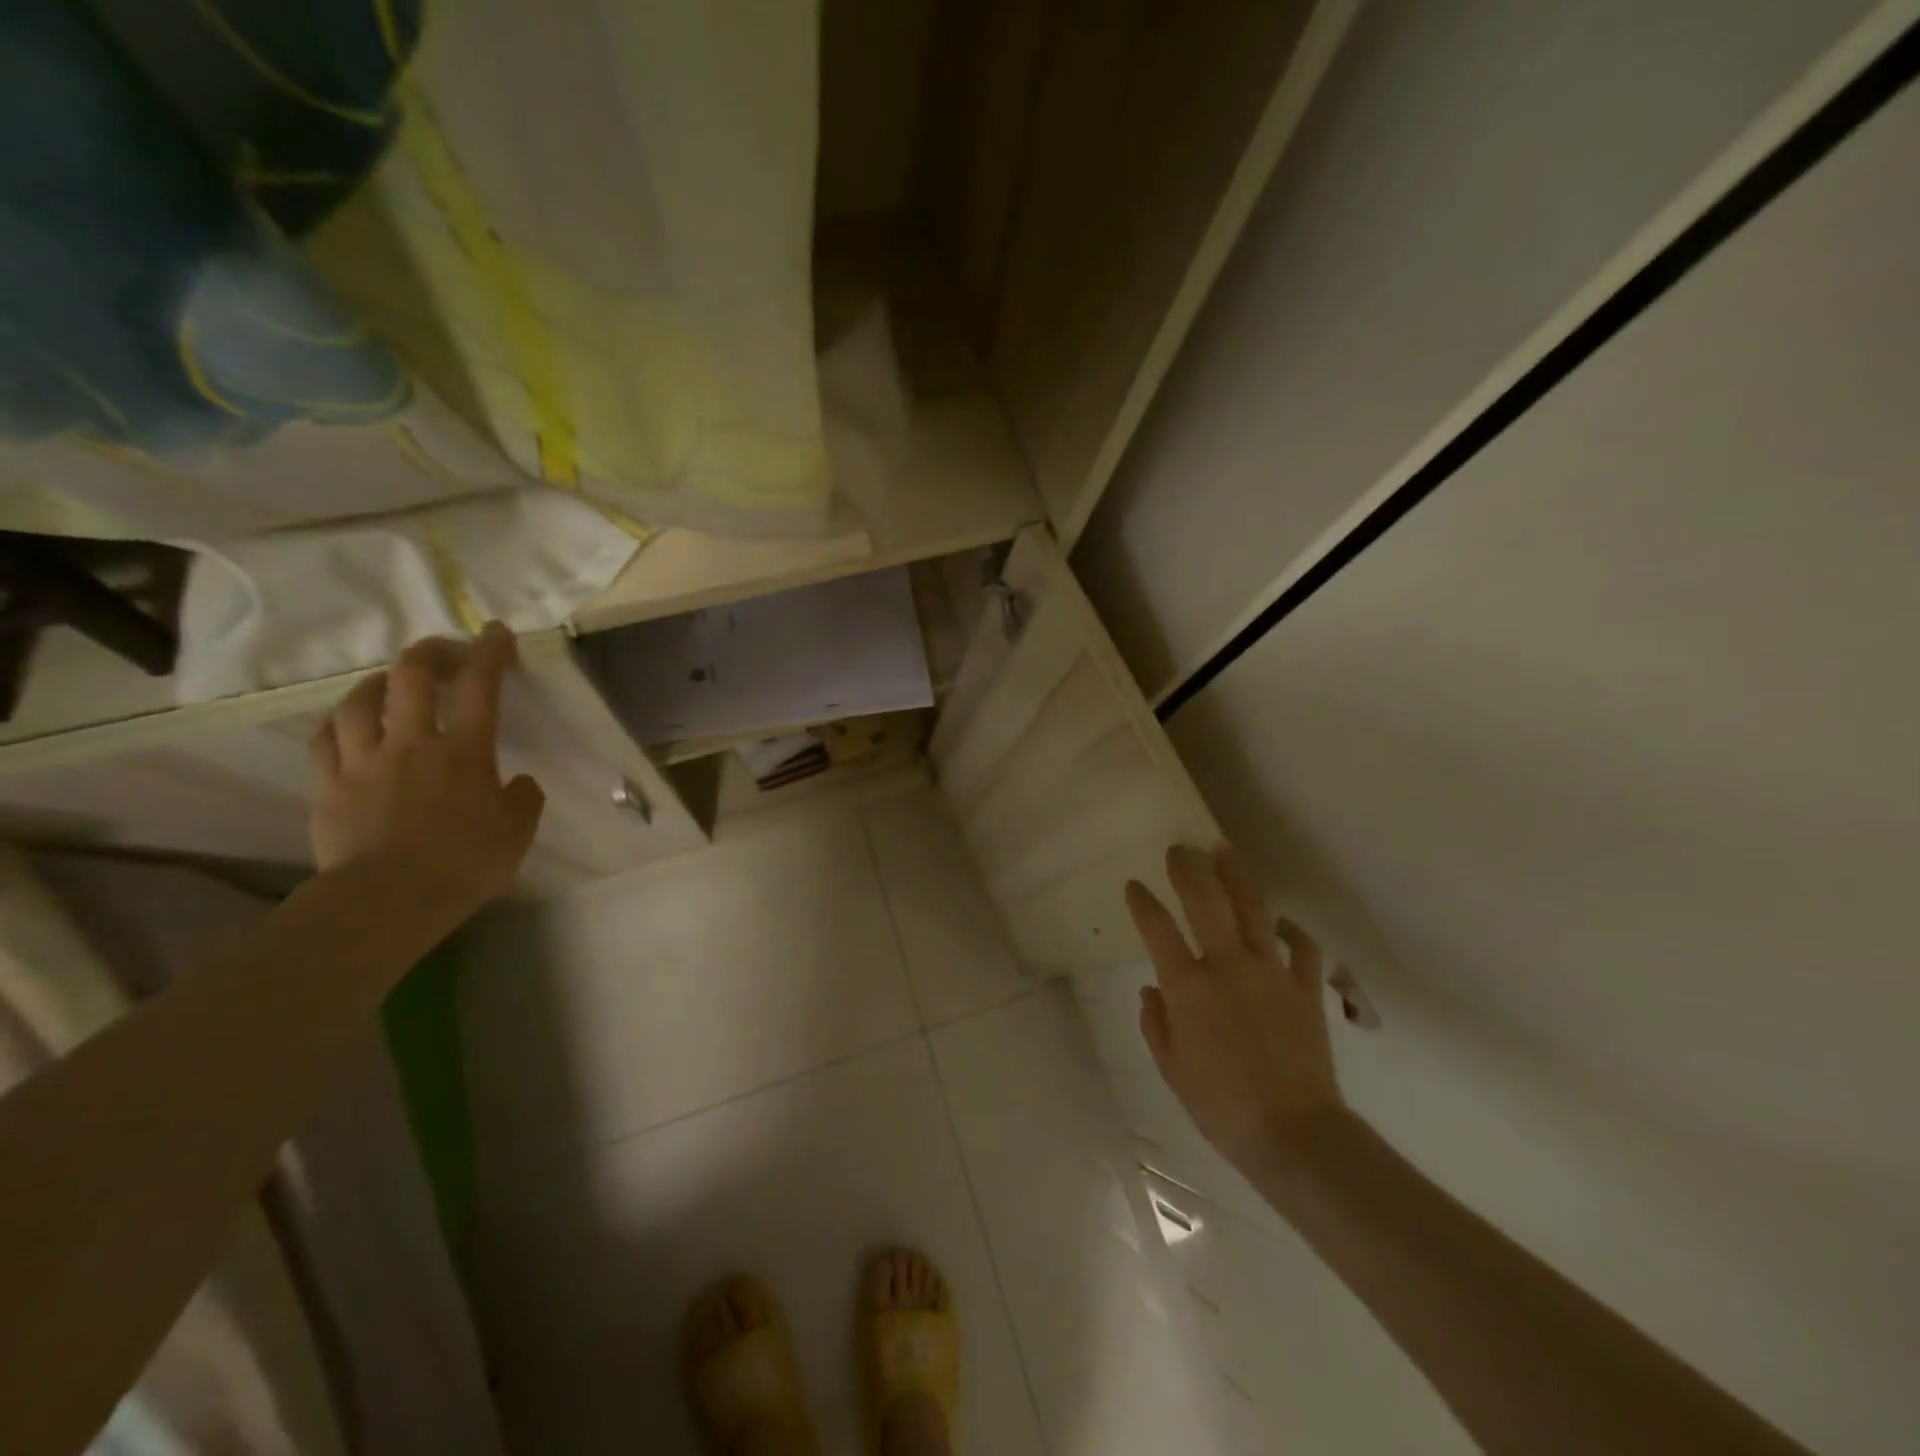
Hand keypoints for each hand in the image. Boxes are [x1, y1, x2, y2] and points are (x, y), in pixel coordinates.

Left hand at [309, 621, 545, 911]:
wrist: (388, 900)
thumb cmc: (465, 863)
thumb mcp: (517, 832)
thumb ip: (523, 798)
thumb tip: (518, 782)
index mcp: (465, 750)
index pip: (481, 686)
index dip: (490, 651)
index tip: (497, 632)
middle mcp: (412, 742)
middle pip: (412, 676)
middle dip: (431, 652)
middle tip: (445, 653)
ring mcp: (364, 761)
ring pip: (360, 700)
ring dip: (380, 683)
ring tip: (392, 685)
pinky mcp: (329, 785)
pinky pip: (326, 738)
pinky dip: (340, 721)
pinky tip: (349, 722)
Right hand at [1127, 844, 1345, 1173]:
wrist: (1293, 1133)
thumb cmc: (1220, 1105)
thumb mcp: (1171, 1069)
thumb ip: (1155, 1023)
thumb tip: (1152, 989)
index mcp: (1188, 987)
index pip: (1157, 928)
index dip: (1141, 902)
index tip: (1134, 886)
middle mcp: (1227, 966)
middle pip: (1206, 901)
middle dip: (1189, 868)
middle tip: (1179, 849)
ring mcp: (1270, 972)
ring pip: (1252, 909)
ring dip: (1235, 876)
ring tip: (1223, 850)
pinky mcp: (1305, 987)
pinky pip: (1300, 946)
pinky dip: (1289, 929)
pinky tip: (1279, 920)